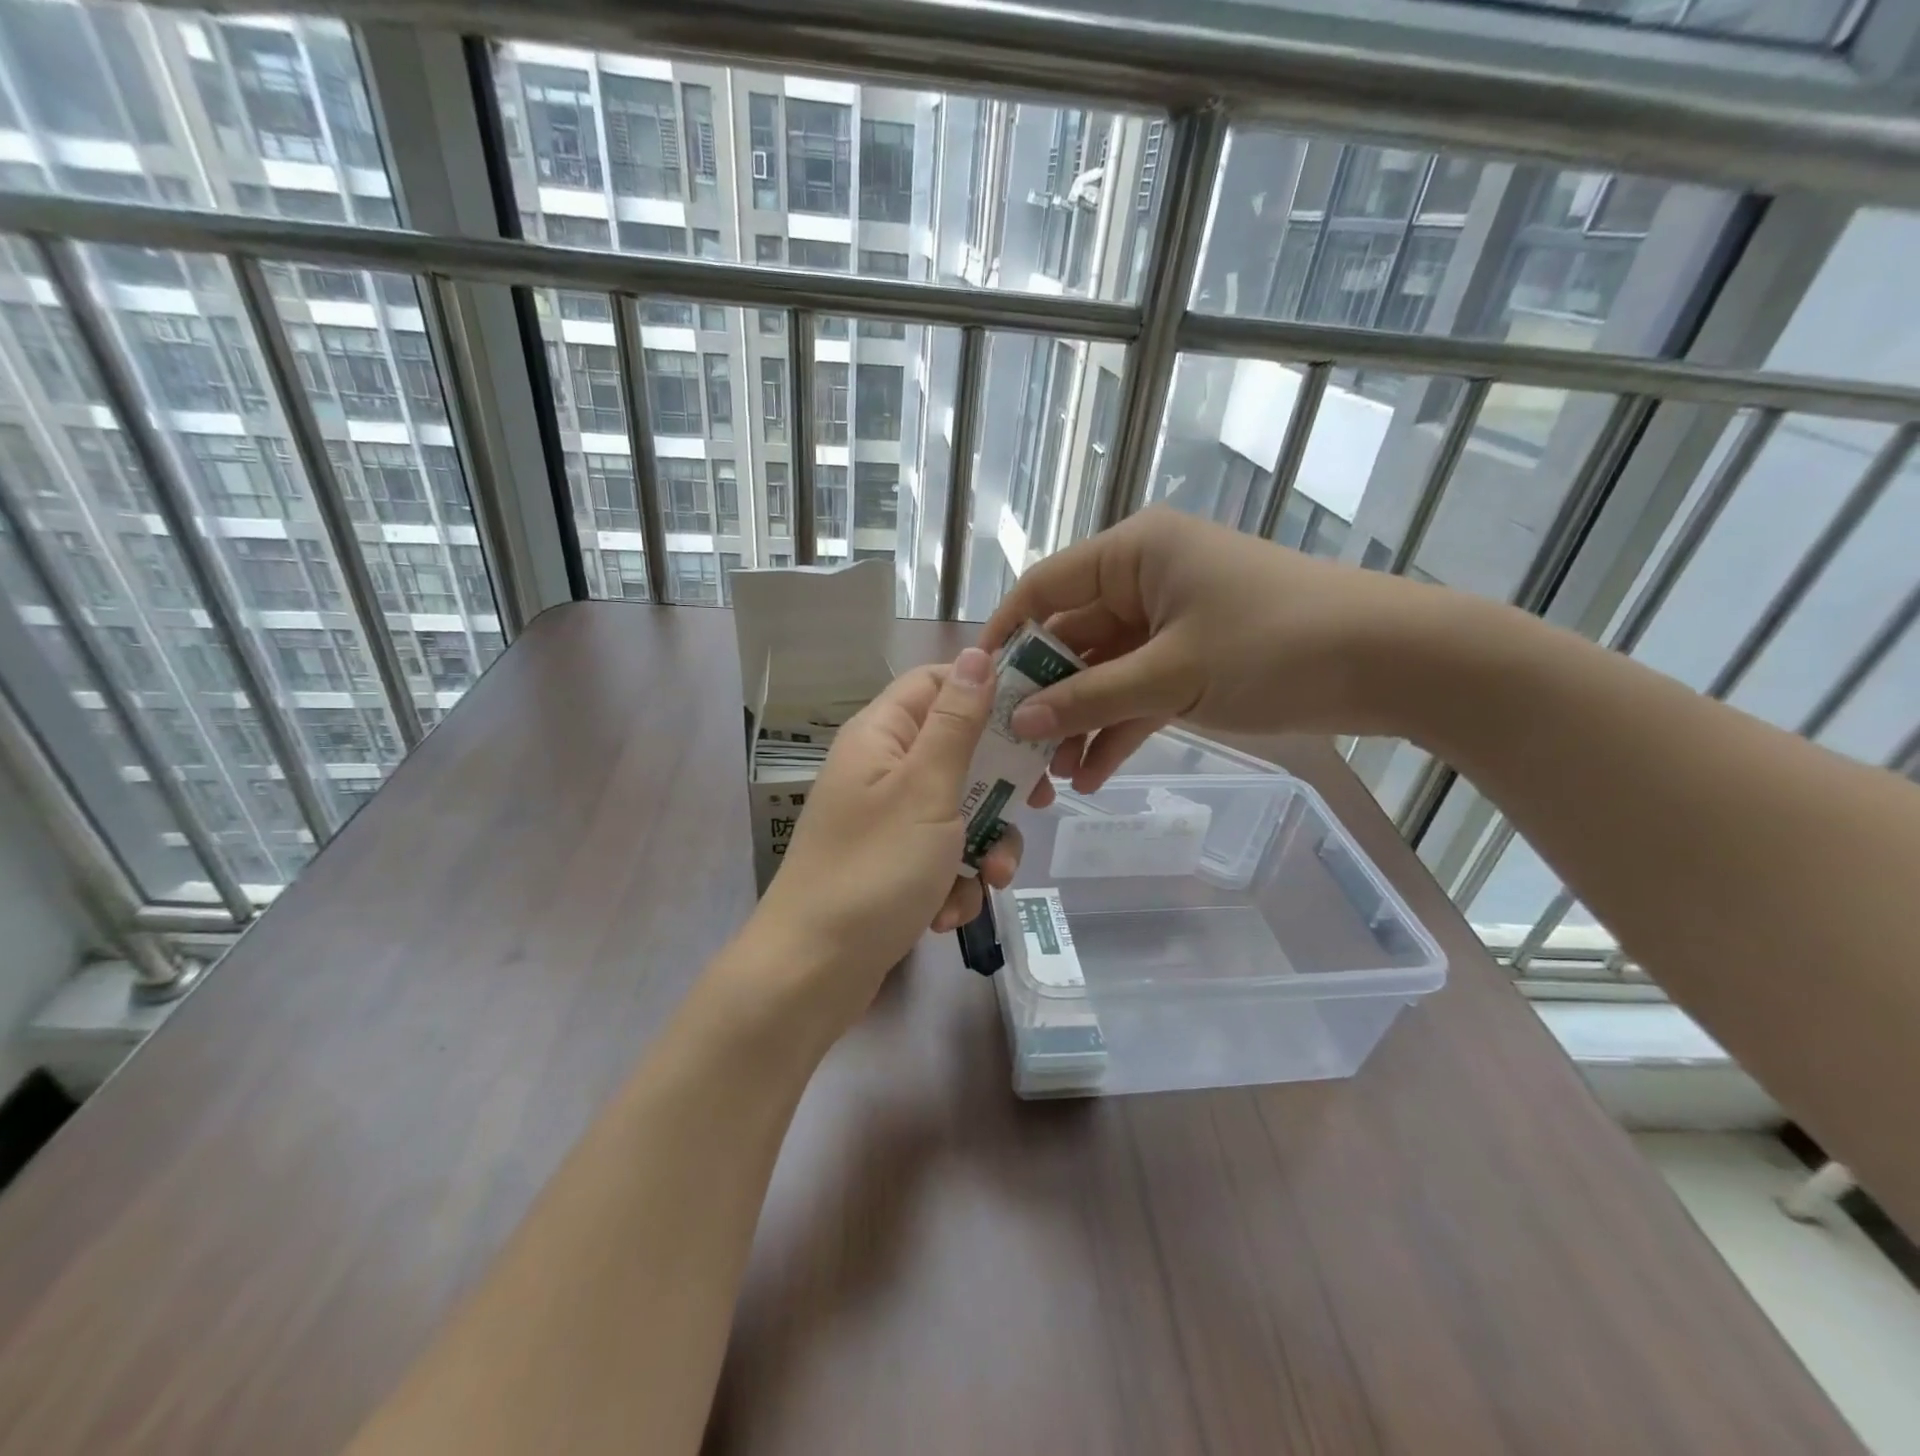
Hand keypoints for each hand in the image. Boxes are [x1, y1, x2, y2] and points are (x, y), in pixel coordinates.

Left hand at [748, 648, 1024, 1032]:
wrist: (813, 972)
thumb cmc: (874, 869)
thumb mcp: (926, 789)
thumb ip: (957, 723)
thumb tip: (978, 656)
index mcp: (882, 735)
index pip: (938, 682)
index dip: (987, 689)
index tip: (1037, 713)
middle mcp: (883, 769)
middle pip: (959, 751)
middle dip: (1000, 786)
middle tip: (1036, 804)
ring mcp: (889, 820)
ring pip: (960, 810)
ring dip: (984, 846)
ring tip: (989, 881)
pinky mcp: (895, 865)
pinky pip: (943, 856)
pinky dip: (955, 882)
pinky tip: (946, 914)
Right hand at [980, 507, 1444, 791]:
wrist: (1392, 663)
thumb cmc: (1275, 644)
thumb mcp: (1172, 674)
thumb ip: (1090, 697)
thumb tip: (1020, 722)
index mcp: (1134, 554)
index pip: (1046, 588)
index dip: (1007, 635)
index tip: (977, 686)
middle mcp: (1145, 581)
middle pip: (1073, 638)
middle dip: (1047, 697)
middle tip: (1017, 750)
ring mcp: (1170, 623)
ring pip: (1105, 673)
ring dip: (1081, 723)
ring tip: (1055, 779)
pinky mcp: (1195, 661)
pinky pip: (1140, 693)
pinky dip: (1119, 729)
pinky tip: (1095, 777)